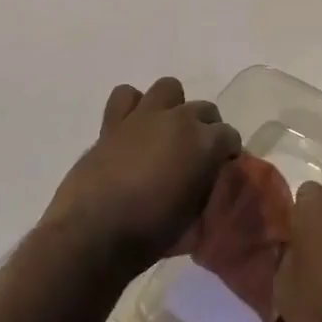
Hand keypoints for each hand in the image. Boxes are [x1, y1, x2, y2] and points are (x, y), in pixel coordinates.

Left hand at [44, 78, 241, 274]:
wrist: (92, 234)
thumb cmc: (150, 233)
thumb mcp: (193, 215)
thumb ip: (204, 185)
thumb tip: (205, 176)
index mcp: (205, 143)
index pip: (229, 135)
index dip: (227, 152)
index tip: (221, 168)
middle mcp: (179, 120)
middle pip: (204, 109)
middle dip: (206, 128)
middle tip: (195, 154)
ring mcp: (144, 116)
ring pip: (169, 88)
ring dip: (172, 107)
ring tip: (166, 131)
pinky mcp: (113, 122)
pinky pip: (126, 96)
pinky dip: (132, 107)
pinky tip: (132, 128)